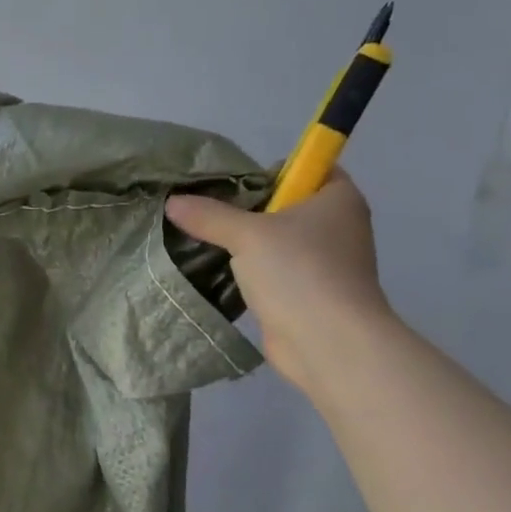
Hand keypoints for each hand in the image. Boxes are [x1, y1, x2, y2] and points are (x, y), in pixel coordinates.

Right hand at [165, 171, 391, 398]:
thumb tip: (172, 202)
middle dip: (247, 210)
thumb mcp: (247, 235)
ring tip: (201, 241)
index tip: (232, 184)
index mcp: (338, 198)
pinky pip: (273, 272)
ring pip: (276, 242)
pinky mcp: (308, 294)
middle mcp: (337, 226)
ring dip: (245, 245)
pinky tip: (217, 273)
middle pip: (285, 206)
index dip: (271, 171)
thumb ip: (209, 216)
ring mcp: (324, 263)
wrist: (329, 343)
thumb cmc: (299, 272)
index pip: (307, 168)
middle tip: (205, 212)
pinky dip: (249, 273)